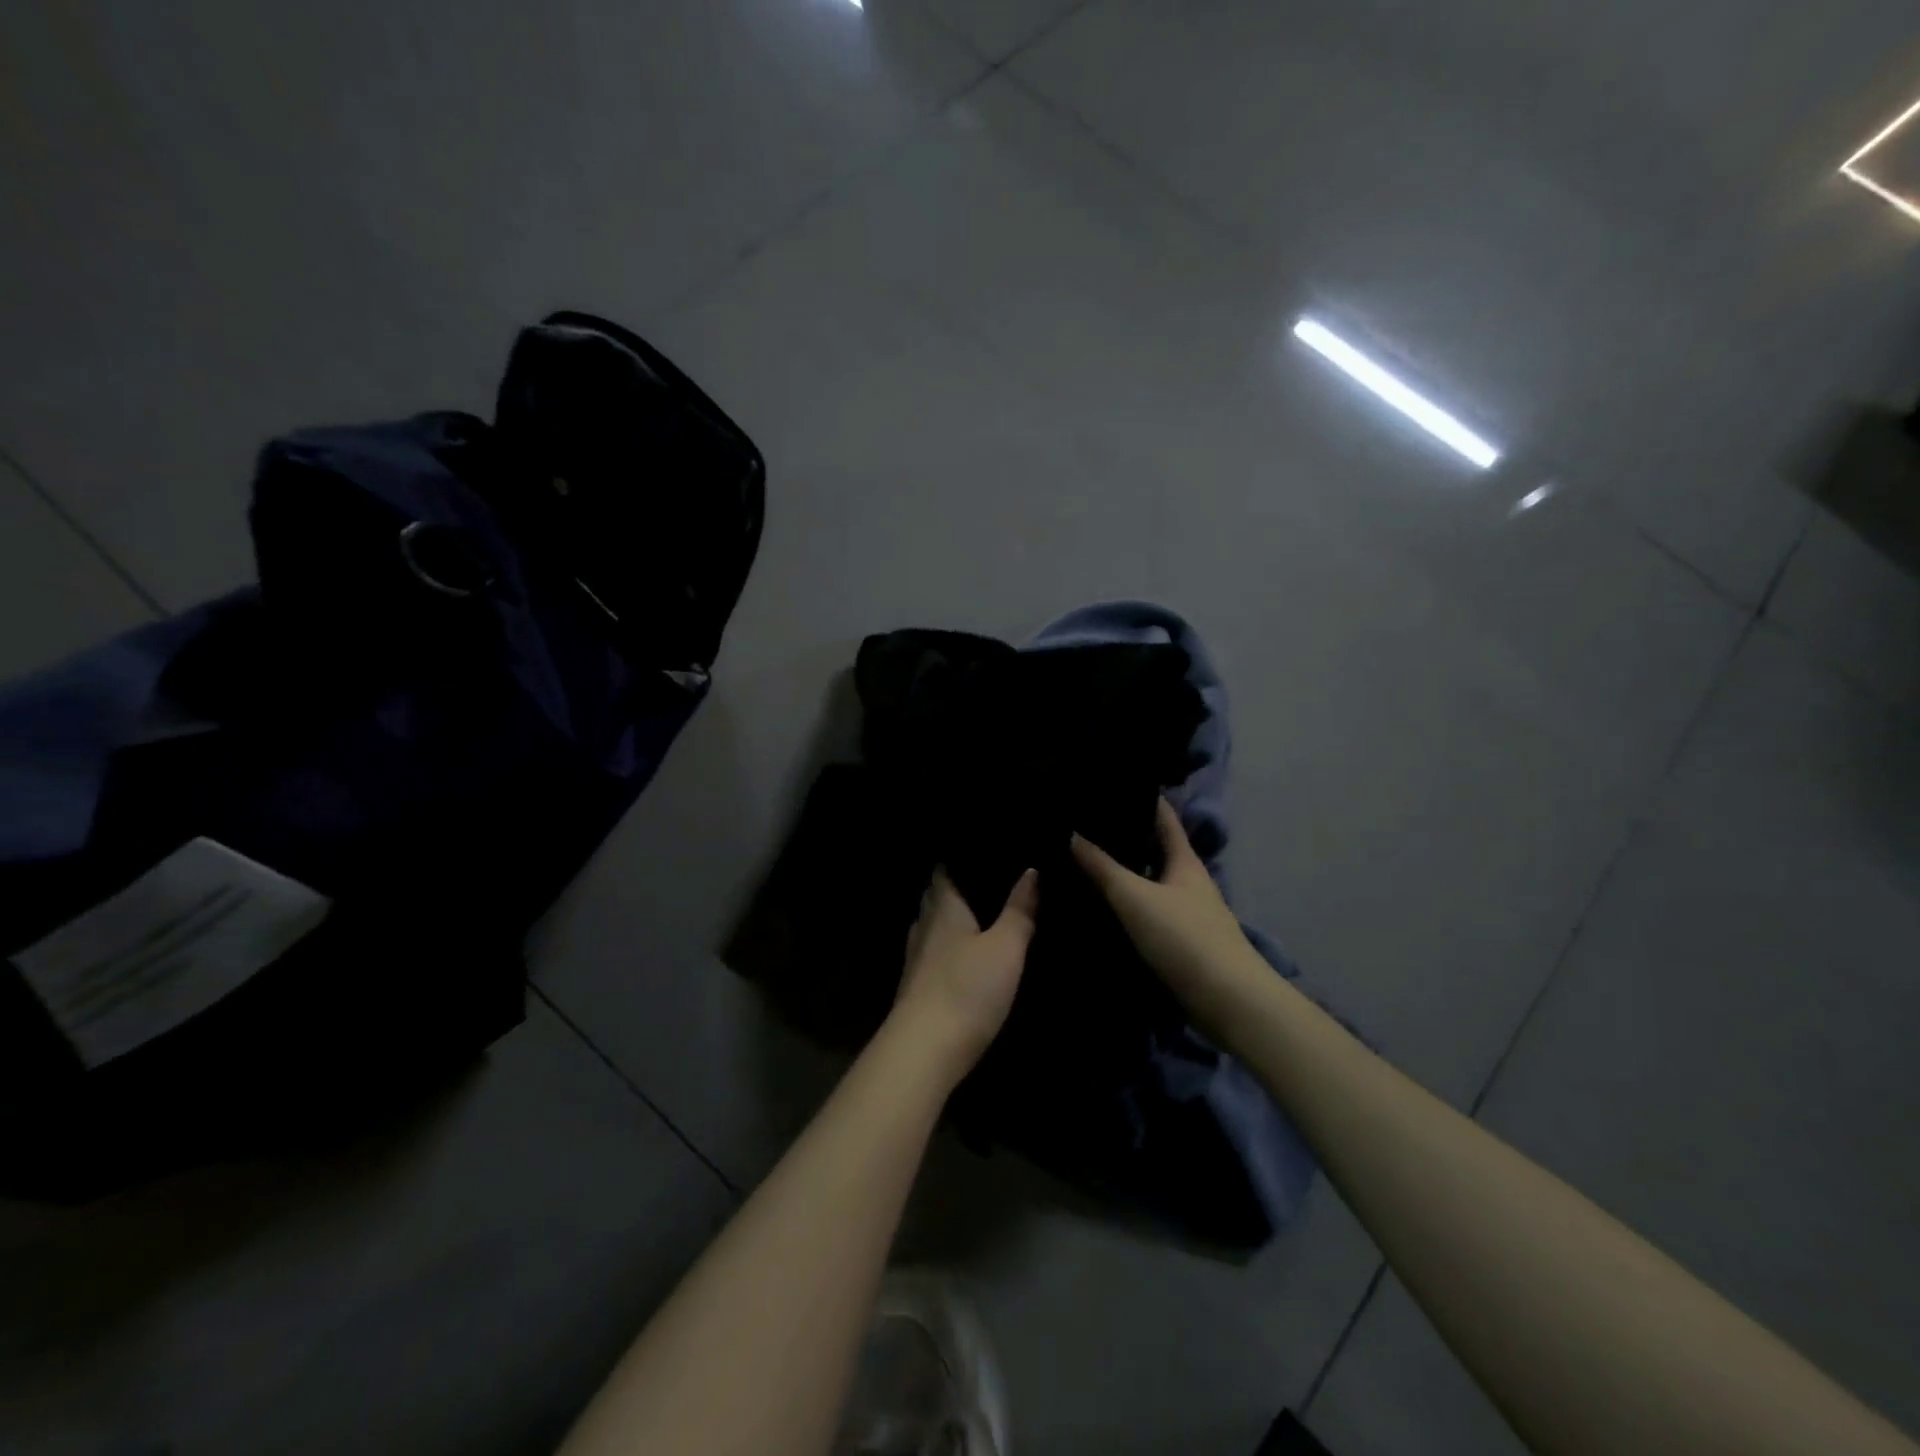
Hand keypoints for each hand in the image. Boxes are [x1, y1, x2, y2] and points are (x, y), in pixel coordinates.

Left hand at [890, 867, 1038, 1085]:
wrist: (924, 1050)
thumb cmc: (968, 989)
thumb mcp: (1006, 948)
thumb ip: (1019, 910)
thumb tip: (1030, 871)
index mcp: (944, 908)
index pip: (944, 871)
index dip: (958, 861)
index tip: (980, 856)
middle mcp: (924, 926)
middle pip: (934, 897)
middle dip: (954, 889)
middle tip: (984, 883)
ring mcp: (915, 958)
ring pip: (930, 926)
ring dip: (948, 920)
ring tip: (976, 918)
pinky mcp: (914, 987)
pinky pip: (930, 954)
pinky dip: (944, 948)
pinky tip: (960, 958)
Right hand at [1072, 798, 1263, 1025]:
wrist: (1227, 1001)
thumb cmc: (1184, 937)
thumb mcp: (1135, 897)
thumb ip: (1101, 867)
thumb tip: (1070, 833)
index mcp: (1184, 861)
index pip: (1163, 817)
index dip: (1143, 799)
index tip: (1114, 784)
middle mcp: (1187, 882)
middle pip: (1155, 850)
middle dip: (1125, 838)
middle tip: (1083, 826)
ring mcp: (1185, 913)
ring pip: (1149, 883)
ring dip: (1123, 874)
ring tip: (1082, 863)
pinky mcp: (1179, 943)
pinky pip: (1146, 913)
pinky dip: (1125, 907)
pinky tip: (1100, 909)